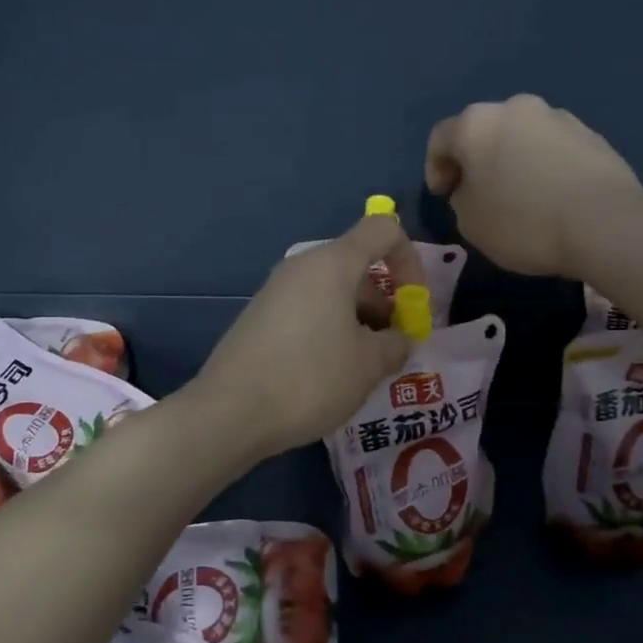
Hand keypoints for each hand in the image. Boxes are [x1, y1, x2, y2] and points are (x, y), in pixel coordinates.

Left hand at [191, 214, 415, 458]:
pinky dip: (329, 330)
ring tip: (361, 368)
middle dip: (384, 302)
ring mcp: (275, 291)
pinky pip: (308, 310)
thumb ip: (397, 344)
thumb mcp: (369, 366)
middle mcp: (302, 267)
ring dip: (358, 320)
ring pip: (332, 292)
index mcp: (333, 264)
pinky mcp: (259, 317)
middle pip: (358, 265)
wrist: (229, 413)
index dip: (410, 261)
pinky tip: (327, 373)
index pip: (384, 229)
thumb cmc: (310, 379)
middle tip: (389, 348)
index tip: (413, 306)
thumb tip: (400, 339)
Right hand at [425, 94, 642, 277]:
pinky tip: (551, 196)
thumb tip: (474, 188)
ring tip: (520, 196)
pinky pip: (552, 148)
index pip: (440, 139)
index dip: (436, 169)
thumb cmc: (522, 223)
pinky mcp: (590, 133)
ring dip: (512, 160)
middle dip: (477, 160)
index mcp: (475, 124)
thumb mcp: (470, 223)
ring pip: (520, 137)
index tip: (444, 196)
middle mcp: (514, 108)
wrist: (603, 223)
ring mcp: (556, 117)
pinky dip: (543, 166)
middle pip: (483, 131)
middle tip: (479, 194)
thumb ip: (461, 198)